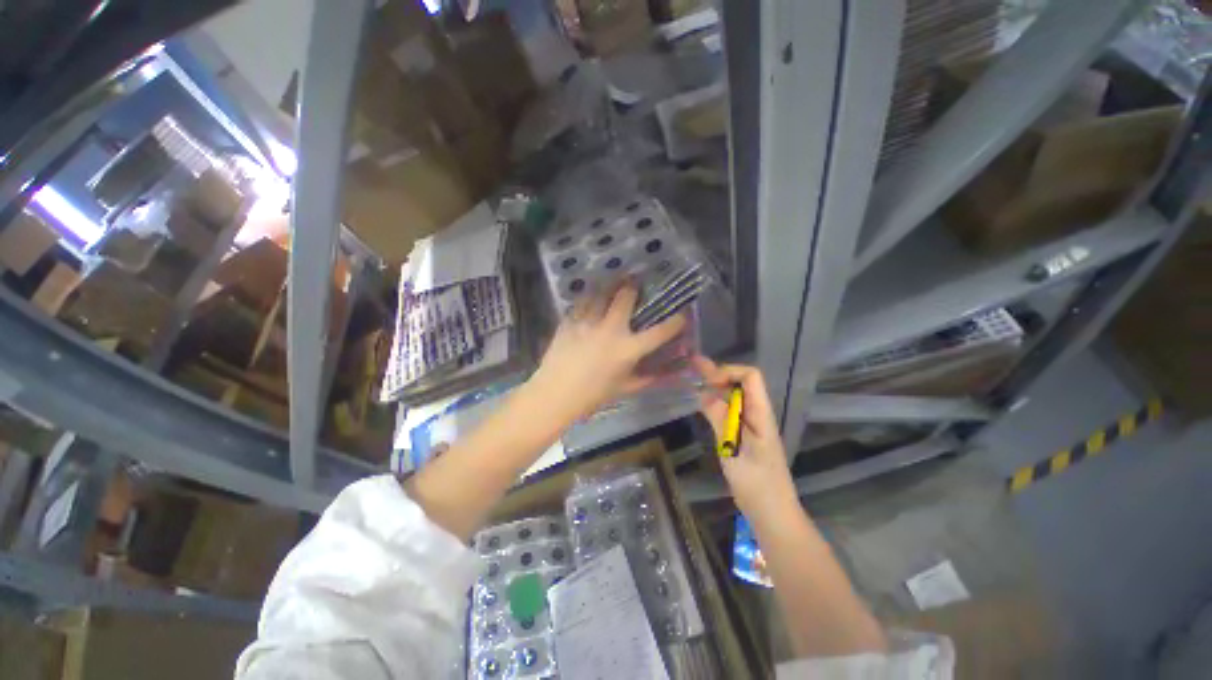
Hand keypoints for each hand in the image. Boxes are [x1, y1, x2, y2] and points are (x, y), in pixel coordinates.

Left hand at [529, 285, 686, 423]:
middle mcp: (610, 329)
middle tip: (635, 279)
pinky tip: (591, 296)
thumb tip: (669, 374)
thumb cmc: (593, 395)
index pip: (659, 332)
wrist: (555, 394)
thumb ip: (648, 378)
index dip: (675, 322)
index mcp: (628, 349)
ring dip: (610, 284)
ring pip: (600, 292)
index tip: (682, 315)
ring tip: (614, 279)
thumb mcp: (624, 388)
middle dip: (633, 285)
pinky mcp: (569, 321)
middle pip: (625, 297)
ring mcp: (587, 322)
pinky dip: (589, 297)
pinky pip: (581, 302)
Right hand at [693, 356, 797, 517]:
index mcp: (761, 412)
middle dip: (718, 373)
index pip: (750, 376)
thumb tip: (704, 392)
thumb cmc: (756, 481)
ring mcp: (751, 425)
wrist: (771, 512)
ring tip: (694, 379)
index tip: (707, 381)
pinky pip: (731, 411)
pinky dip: (717, 402)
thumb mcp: (734, 447)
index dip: (728, 372)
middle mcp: (757, 413)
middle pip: (741, 383)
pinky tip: (703, 403)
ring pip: (735, 397)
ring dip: (716, 386)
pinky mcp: (744, 436)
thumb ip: (720, 417)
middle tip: (693, 365)